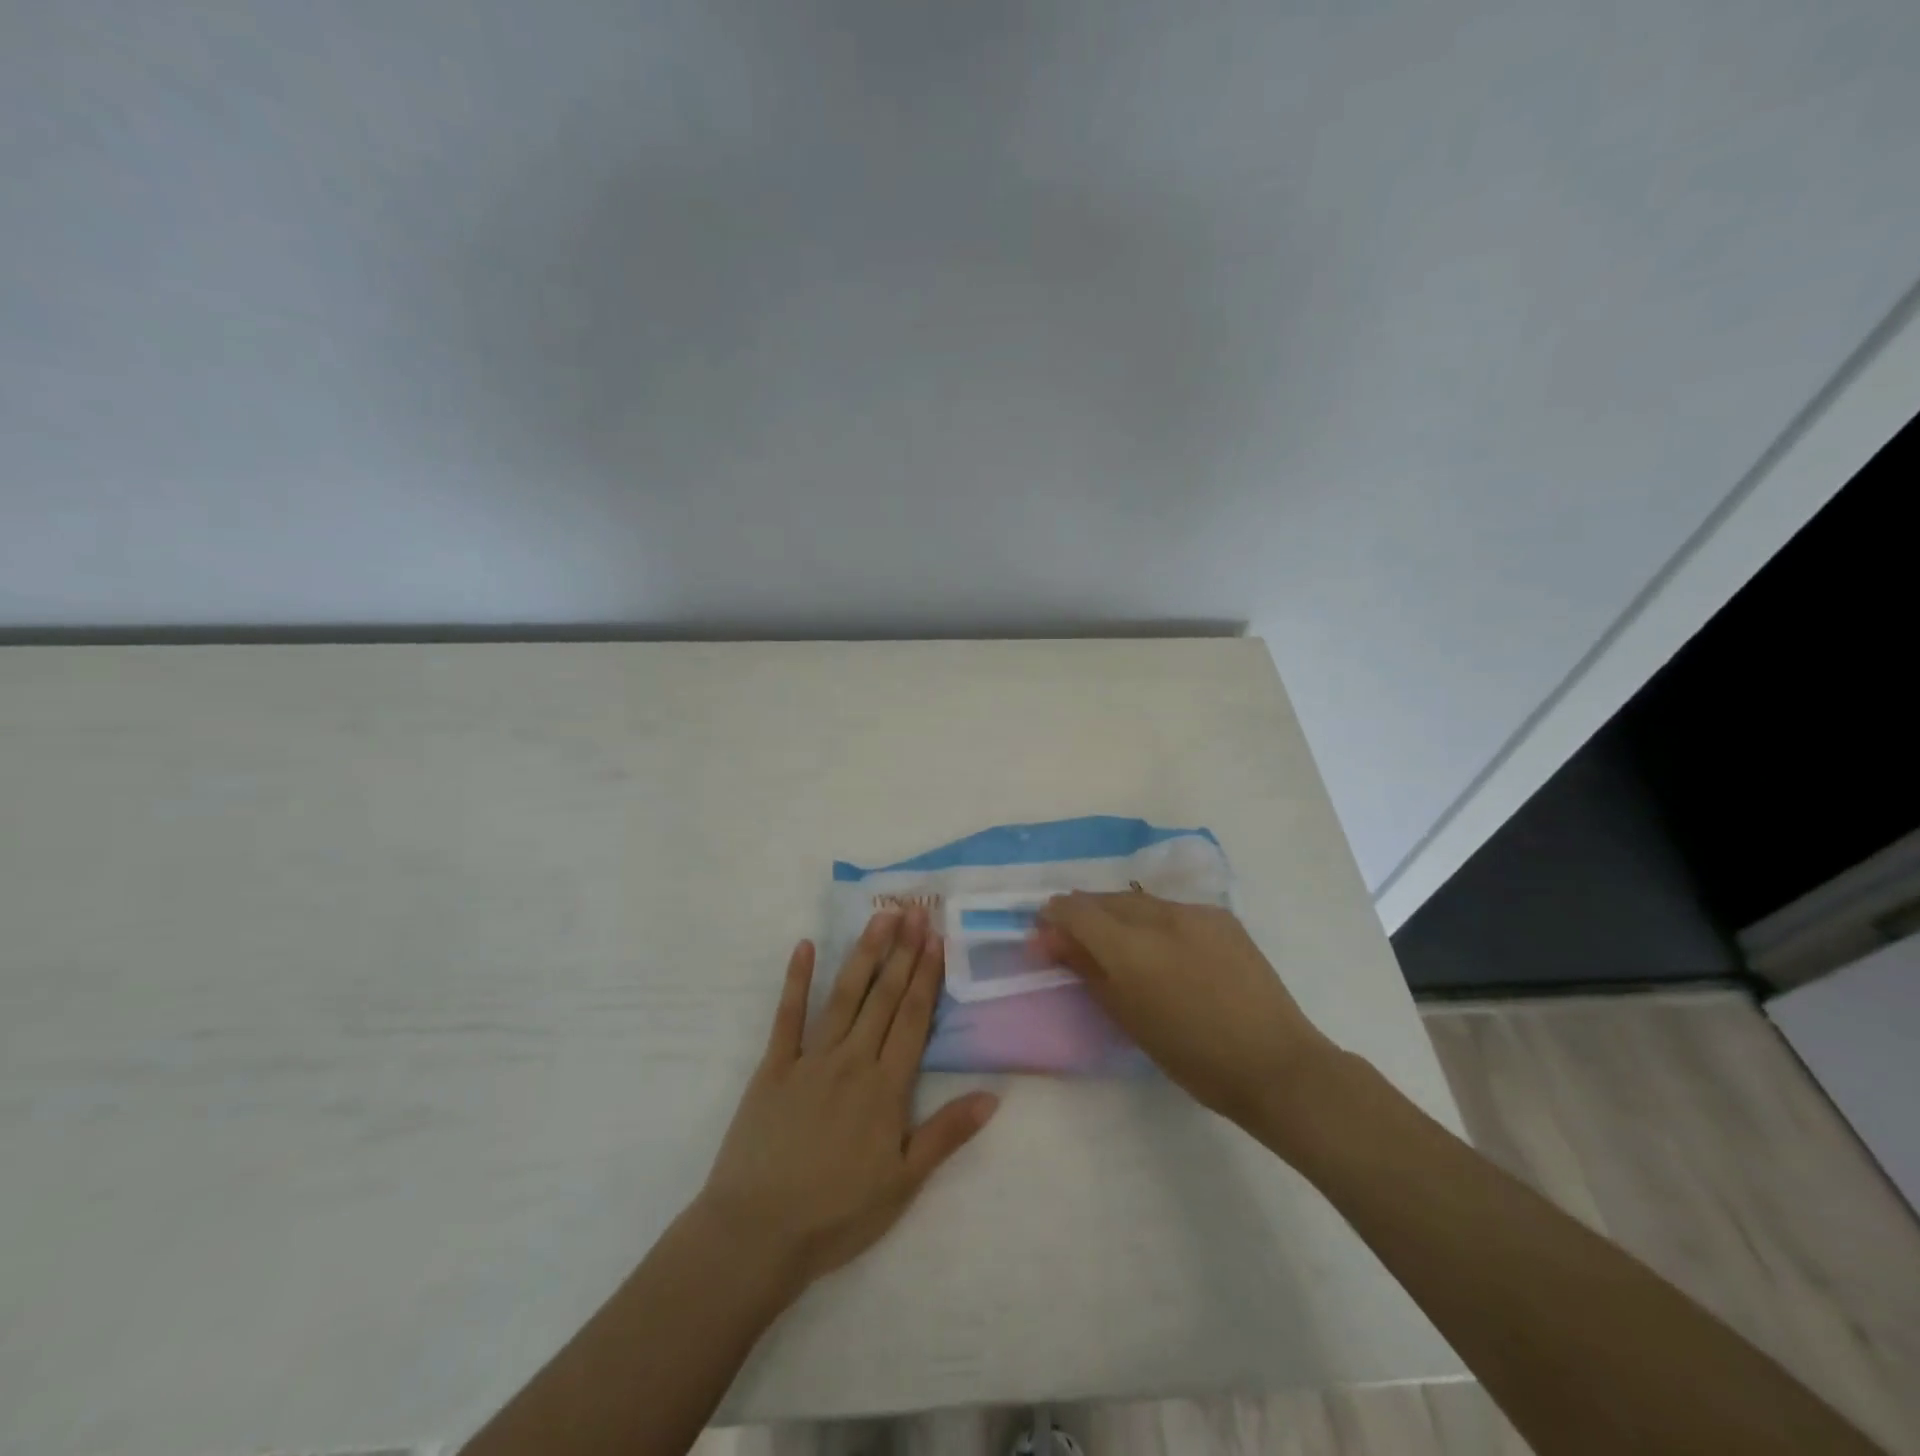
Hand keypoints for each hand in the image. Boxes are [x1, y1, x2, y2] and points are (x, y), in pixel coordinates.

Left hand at [695, 907, 998, 1291]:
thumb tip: (993, 1095)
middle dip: (902, 952)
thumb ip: (946, 1134)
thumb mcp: (902, 1183)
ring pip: (844, 996)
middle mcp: (851, 1060)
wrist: (756, 1233)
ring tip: (879, 918)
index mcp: (885, 1087)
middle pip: (883, 997)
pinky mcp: (773, 1067)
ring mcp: (809, 1059)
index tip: (936, 938)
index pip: (912, 1018)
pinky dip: (796, 980)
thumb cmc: (836, 1214)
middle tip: (914, 910)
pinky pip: (787, 1016)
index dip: (926, 975)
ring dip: (863, 954)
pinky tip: (804, 947)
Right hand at [1033, 892, 1335, 1130]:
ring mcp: (1194, 912)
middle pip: (1105, 899)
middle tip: (1076, 941)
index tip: (1045, 936)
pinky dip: (1154, 921)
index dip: (1054, 917)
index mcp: (1130, 948)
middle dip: (1084, 914)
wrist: (1275, 1064)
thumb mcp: (1128, 1018)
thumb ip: (1087, 970)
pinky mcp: (1220, 916)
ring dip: (1118, 915)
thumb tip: (1053, 941)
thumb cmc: (1192, 1056)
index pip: (1075, 910)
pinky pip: (1172, 909)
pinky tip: (1163, 947)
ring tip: (1118, 943)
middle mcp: (1159, 916)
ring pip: (1138, 900)